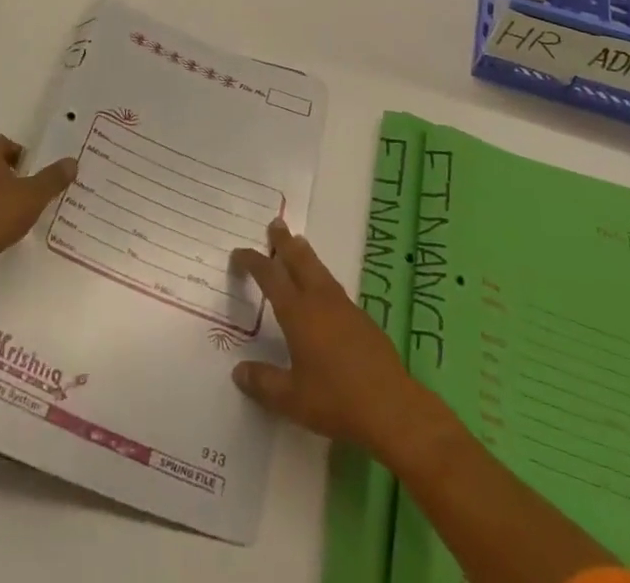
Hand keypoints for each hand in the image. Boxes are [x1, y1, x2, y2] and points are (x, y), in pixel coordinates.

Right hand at [230, 219, 425, 457]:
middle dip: (285, 241)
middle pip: (300, 260)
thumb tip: (238, 371)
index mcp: (299, 313)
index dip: (253, 261)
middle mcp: (320, 301)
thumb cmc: (335, 400)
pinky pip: (334, 286)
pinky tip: (323, 288)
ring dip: (305, 254)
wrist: (391, 407)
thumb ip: (263, 383)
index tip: (238, 253)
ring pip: (320, 269)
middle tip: (276, 223)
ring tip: (298, 243)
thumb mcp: (291, 399)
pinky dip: (322, 276)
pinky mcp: (362, 319)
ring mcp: (344, 307)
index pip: (270, 277)